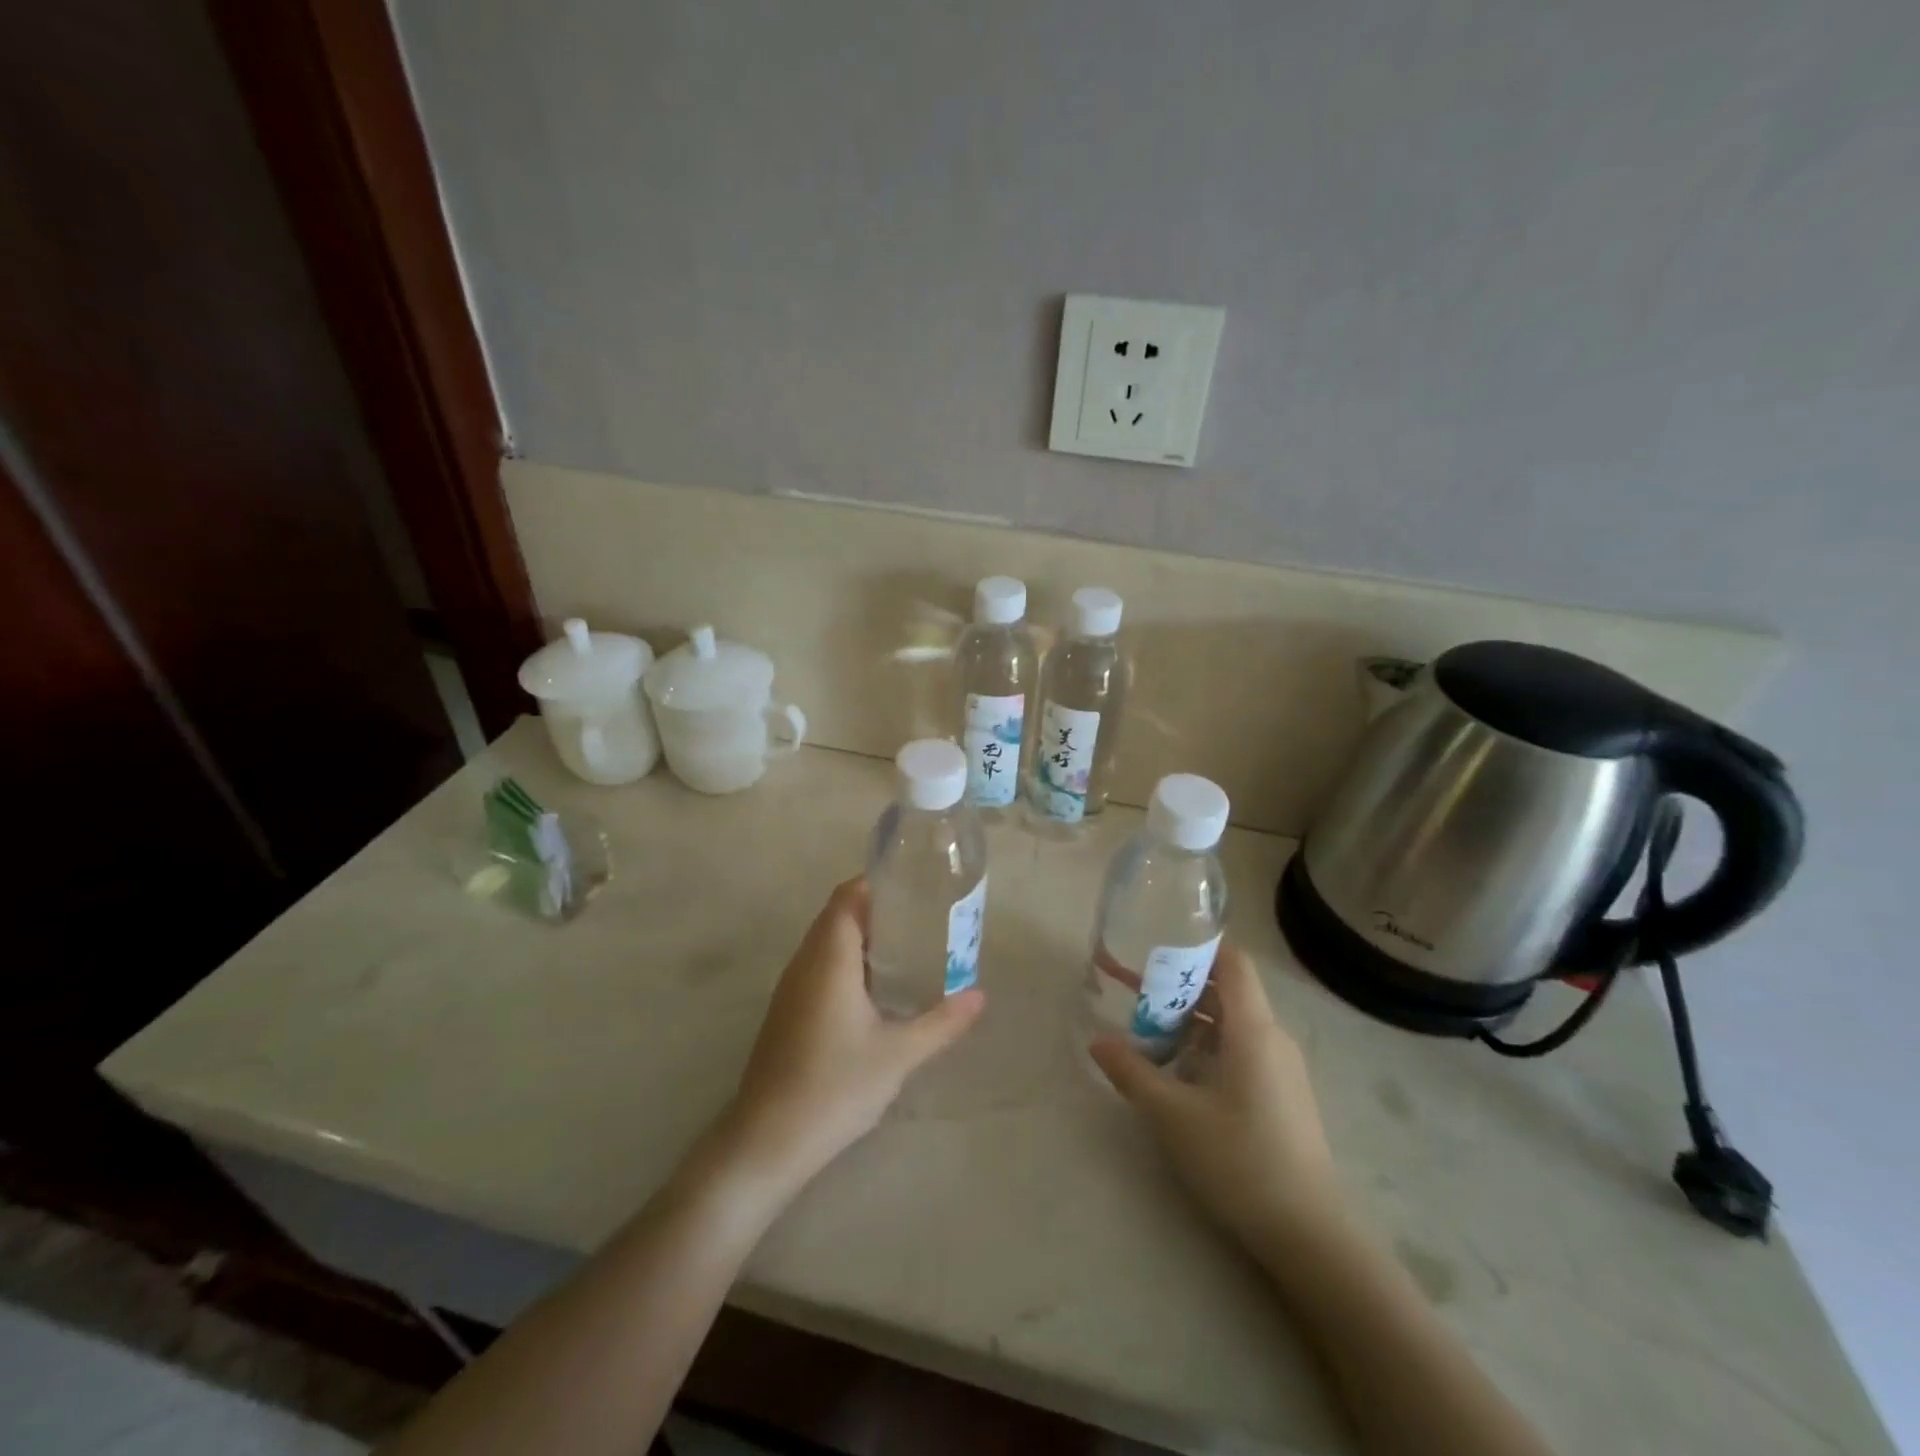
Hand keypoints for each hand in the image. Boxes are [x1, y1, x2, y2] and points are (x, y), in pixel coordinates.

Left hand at [716, 878, 984, 1192]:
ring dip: (862, 937)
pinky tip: (876, 990)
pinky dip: (848, 962)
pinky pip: (819, 967)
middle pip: (838, 915)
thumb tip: (980, 996)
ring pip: (827, 943)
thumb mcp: (899, 1054)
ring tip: (908, 946)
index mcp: (829, 958)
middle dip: (877, 909)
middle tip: (922, 916)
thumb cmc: (835, 1085)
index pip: (847, 897)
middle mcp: (805, 962)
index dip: (876, 883)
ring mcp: (791, 988)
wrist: (767, 1140)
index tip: (914, 885)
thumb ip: (942, 1022)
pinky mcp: (788, 1011)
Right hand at [1091, 943, 1339, 1246]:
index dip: (1197, 945)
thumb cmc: (1240, 1160)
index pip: (1232, 961)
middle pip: (1227, 990)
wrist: (1309, 1235)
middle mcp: (1272, 1037)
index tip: (1156, 943)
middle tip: (1135, 987)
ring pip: (1233, 1022)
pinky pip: (1242, 1049)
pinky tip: (1180, 1070)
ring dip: (1191, 1018)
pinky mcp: (1282, 1094)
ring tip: (1148, 1028)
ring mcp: (1282, 1068)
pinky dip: (1208, 1044)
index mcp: (1253, 1029)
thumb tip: (1096, 1041)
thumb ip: (1132, 1072)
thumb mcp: (1173, 1115)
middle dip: (1180, 984)